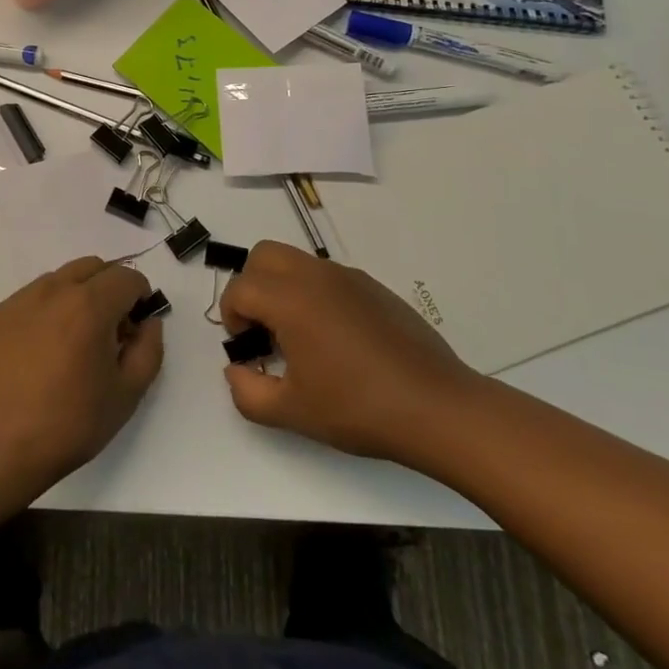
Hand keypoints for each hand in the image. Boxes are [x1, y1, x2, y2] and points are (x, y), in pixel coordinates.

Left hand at [0, 257, 163, 495]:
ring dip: (78, 295)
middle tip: (110, 329)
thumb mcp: (127, 394)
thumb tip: (148, 323)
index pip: (126, 277)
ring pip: (61, 278)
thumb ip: (149, 350)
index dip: (140, 296)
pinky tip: (42, 349)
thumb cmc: (69, 424)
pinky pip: (32, 297)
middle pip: (93, 267)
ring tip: (74, 340)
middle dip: (110, 288)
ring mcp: (21, 299)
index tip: (137, 325)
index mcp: (89, 306)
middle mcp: (54, 290)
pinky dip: (48, 309)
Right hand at [219, 241, 485, 471]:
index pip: (240, 289)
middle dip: (252, 286)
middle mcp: (315, 276)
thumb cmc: (358, 408)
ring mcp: (348, 277)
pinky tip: (336, 339)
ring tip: (299, 336)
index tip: (247, 349)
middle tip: (264, 329)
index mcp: (290, 299)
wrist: (437, 407)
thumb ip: (247, 392)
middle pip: (263, 256)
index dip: (231, 317)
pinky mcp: (374, 287)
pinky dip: (315, 293)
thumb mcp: (292, 412)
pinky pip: (328, 276)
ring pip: (297, 261)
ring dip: (283, 287)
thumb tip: (236, 370)